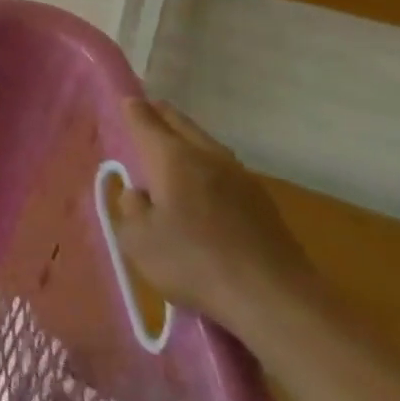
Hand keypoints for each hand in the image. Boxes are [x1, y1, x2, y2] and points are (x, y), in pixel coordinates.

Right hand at [112, 98, 318, 333]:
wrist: (275, 299)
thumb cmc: (194, 263)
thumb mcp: (139, 241)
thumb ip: (130, 209)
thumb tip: (138, 193)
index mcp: (172, 158)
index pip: (146, 120)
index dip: (132, 109)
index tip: (124, 102)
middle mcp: (207, 156)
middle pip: (180, 123)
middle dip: (160, 115)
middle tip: (146, 112)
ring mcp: (240, 177)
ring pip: (206, 143)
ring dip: (186, 138)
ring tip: (172, 146)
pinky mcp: (262, 201)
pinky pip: (224, 168)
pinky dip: (206, 164)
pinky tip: (203, 183)